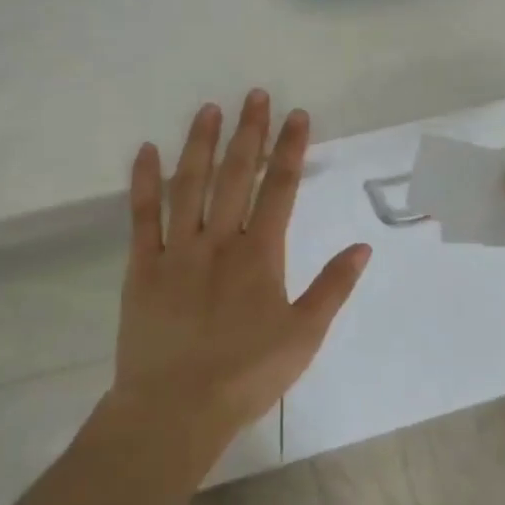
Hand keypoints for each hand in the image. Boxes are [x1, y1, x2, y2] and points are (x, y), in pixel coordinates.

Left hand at [113, 91, 370, 450]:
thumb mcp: (304, 336)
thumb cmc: (246, 375)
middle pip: (237, 175)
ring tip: (209, 109)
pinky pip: (142, 216)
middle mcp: (219, 241)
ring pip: (190, 185)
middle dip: (249, 132)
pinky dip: (144, 181)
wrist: (176, 409)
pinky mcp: (142, 266)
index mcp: (260, 255)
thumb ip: (333, 288)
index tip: (297, 115)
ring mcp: (177, 250)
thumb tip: (362, 246)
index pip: (281, 189)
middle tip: (255, 95)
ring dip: (201, 144)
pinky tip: (147, 151)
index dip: (291, 149)